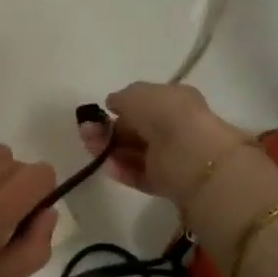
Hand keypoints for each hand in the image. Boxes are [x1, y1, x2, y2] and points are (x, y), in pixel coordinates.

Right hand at [77, 82, 250, 202]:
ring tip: (90, 147)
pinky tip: (107, 166)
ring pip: (135, 152)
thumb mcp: (137, 94)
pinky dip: (123, 170)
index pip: (143, 105)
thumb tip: (113, 104)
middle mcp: (174, 127)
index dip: (120, 108)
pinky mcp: (167, 182)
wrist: (191, 155)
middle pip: (136, 130)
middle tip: (86, 132)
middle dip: (109, 130)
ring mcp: (171, 156)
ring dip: (111, 149)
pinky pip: (140, 175)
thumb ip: (121, 98)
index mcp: (174, 101)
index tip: (97, 114)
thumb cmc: (165, 115)